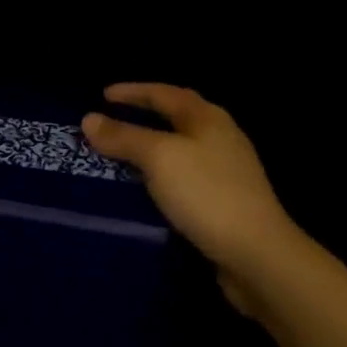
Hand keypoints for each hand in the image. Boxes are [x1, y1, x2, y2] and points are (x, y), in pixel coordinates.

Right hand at [81, 83, 301, 311]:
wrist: (258, 255)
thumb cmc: (206, 193)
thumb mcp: (158, 158)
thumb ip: (123, 137)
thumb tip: (89, 119)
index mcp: (206, 118)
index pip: (163, 93)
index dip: (132, 91)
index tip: (103, 95)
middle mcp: (220, 137)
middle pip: (176, 117)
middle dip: (144, 115)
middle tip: (113, 119)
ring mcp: (227, 170)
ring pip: (181, 147)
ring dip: (151, 146)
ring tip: (123, 153)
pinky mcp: (227, 201)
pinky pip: (185, 175)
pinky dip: (162, 173)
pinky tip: (148, 188)